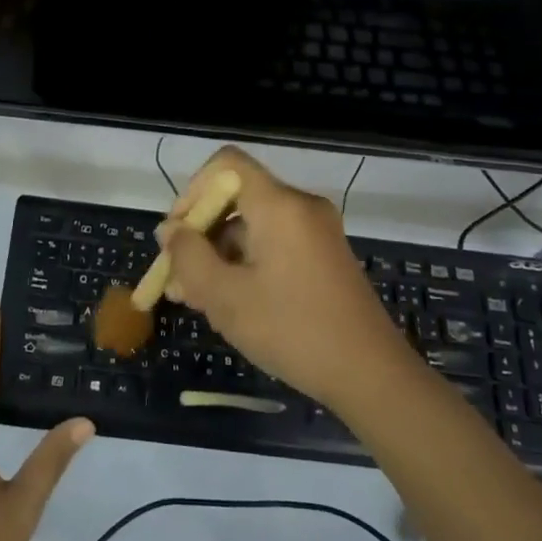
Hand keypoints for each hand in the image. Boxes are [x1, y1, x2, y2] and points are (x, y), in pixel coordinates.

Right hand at [160, 147, 407, 405]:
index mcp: (279, 205)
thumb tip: (170, 231)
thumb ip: (188, 256)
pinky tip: (229, 304)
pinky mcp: (323, 257)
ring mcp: (316, 233)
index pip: (225, 164)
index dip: (192, 192)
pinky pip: (273, 245)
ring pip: (252, 227)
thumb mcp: (225, 296)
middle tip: (176, 279)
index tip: (177, 235)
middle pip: (236, 199)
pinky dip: (245, 264)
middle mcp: (300, 207)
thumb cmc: (292, 330)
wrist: (371, 376)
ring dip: (218, 255)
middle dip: (199, 234)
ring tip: (195, 300)